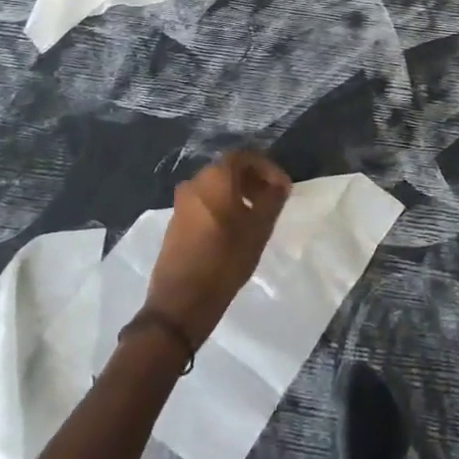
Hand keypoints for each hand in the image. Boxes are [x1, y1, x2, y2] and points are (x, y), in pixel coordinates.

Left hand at [145, 150, 292, 346]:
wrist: (180, 302)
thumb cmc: (225, 260)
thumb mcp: (258, 230)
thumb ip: (272, 200)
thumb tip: (280, 184)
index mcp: (215, 178)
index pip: (244, 157)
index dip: (267, 168)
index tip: (283, 188)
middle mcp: (195, 182)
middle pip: (228, 170)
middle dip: (253, 180)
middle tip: (272, 200)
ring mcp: (181, 202)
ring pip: (215, 187)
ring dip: (238, 194)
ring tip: (256, 216)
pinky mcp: (175, 221)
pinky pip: (204, 202)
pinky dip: (222, 206)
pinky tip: (234, 229)